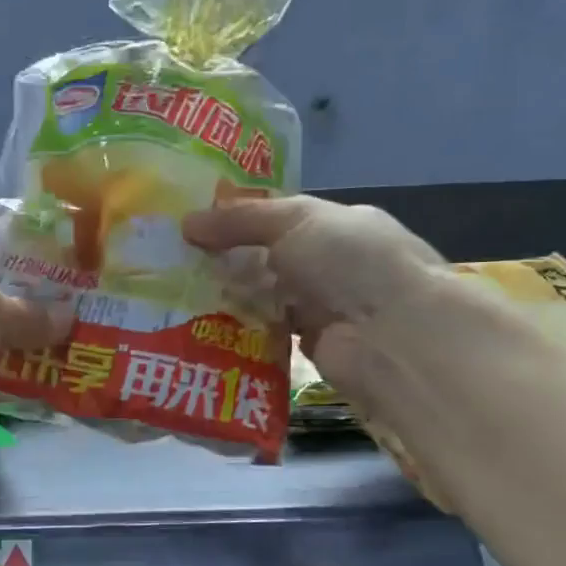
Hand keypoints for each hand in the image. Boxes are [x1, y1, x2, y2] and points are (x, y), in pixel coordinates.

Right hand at [182, 195, 446, 394]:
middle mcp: (332, 265)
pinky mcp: (308, 347)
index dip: (238, 220)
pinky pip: (266, 333)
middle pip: (268, 259)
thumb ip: (241, 219)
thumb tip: (187, 221)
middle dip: (226, 260)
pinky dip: (240, 329)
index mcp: (339, 226)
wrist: (392, 338)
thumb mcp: (295, 222)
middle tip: (173, 263)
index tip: (191, 227)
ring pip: (264, 297)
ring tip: (176, 295)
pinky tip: (202, 327)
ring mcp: (322, 308)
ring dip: (229, 297)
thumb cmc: (349, 262)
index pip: (280, 218)